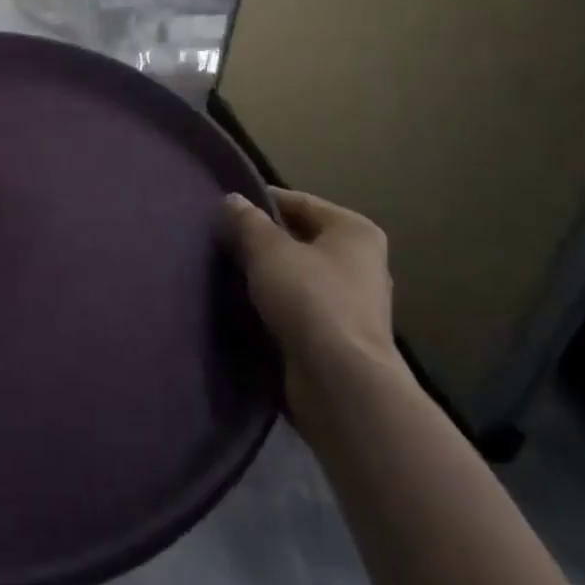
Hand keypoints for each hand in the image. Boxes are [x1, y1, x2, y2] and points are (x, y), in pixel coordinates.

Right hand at [222, 189, 404, 420]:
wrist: (340, 384)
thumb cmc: (310, 299)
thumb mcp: (268, 250)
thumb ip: (247, 221)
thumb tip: (233, 201)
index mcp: (354, 231)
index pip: (300, 203)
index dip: (262, 202)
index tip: (226, 210)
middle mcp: (361, 263)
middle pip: (300, 240)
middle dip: (263, 242)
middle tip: (223, 243)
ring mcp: (354, 304)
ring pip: (299, 276)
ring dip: (268, 277)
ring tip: (228, 274)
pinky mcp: (340, 339)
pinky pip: (300, 309)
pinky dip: (276, 307)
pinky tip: (246, 307)